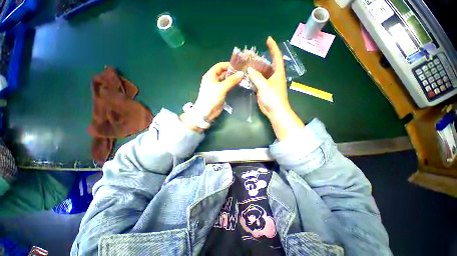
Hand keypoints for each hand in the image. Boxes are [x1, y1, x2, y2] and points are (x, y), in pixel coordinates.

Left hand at [181, 62, 242, 132]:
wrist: (207, 112)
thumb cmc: (211, 98)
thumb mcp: (221, 87)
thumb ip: (231, 80)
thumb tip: (242, 73)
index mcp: (210, 75)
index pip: (219, 66)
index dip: (228, 65)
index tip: (238, 66)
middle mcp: (213, 80)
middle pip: (223, 73)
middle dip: (232, 72)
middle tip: (243, 72)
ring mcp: (217, 87)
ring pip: (226, 80)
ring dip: (233, 79)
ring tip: (243, 78)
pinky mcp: (221, 93)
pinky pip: (227, 87)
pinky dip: (232, 85)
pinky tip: (239, 85)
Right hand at [247, 37, 303, 139]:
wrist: (275, 111)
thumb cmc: (273, 98)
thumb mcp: (265, 87)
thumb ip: (257, 77)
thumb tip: (249, 69)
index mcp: (277, 73)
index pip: (276, 57)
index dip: (273, 48)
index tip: (268, 39)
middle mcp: (273, 76)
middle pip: (267, 64)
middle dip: (260, 59)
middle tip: (250, 55)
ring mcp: (268, 83)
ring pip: (261, 73)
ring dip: (255, 69)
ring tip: (246, 64)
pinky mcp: (263, 89)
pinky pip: (258, 81)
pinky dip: (253, 78)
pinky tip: (246, 76)